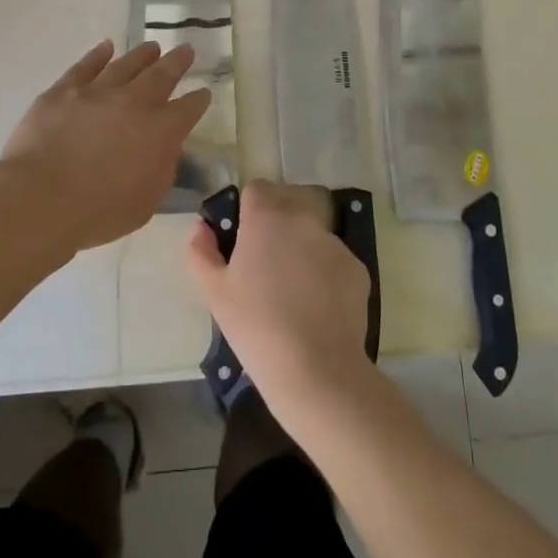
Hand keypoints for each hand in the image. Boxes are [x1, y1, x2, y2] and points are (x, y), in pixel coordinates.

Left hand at [0, 40, 210, 254]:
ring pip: (125, 65)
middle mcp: (133, 103)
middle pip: (161, 75)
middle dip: (177, 62)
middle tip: (186, 50)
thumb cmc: (98, 212)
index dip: (198, 100)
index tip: (203, 93)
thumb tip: (166, 149)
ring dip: (142, 55)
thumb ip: (162, 170)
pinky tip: (106, 47)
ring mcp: (96, 92)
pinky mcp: (63, 91)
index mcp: (160, 132)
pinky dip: (98, 55)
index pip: (187, 109)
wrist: (41, 199)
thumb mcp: (146, 202)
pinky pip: (85, 66)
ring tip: (152, 47)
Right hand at [185, 180, 375, 421]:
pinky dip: (323, 273)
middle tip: (262, 267)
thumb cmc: (255, 325)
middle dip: (274, 226)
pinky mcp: (357, 268)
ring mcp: (334, 243)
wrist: (315, 368)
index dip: (246, 209)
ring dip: (299, 249)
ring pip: (310, 234)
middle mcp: (303, 220)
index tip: (240, 238)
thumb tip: (201, 229)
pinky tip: (315, 307)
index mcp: (266, 217)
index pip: (256, 189)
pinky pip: (333, 260)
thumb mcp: (213, 291)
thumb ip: (200, 251)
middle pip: (286, 207)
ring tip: (291, 292)